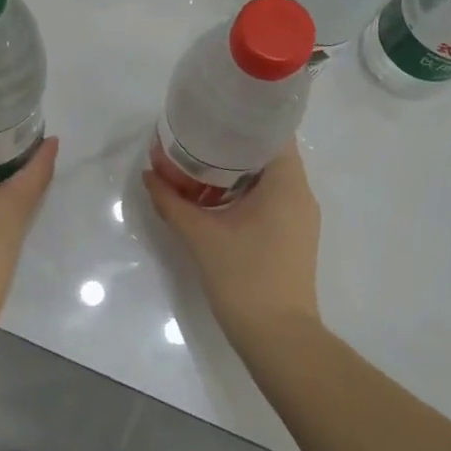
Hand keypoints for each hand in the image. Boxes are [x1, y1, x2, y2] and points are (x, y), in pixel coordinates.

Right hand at [143, 138, 322, 349]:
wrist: (278, 339)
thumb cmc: (244, 277)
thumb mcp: (200, 236)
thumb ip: (172, 201)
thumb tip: (149, 174)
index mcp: (287, 184)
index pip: (274, 132)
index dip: (246, 118)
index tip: (217, 112)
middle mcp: (301, 194)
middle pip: (271, 154)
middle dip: (236, 143)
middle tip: (200, 134)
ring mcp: (301, 218)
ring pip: (271, 179)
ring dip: (240, 170)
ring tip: (203, 162)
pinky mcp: (295, 237)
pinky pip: (273, 199)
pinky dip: (248, 191)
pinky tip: (218, 197)